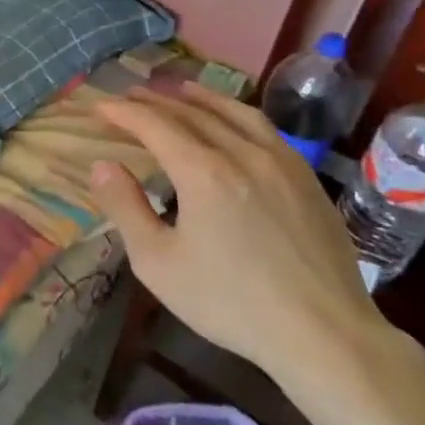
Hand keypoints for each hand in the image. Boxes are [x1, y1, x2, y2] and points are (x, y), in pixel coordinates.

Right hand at [89, 82, 390, 389]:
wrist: (325, 335)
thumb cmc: (230, 302)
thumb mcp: (157, 263)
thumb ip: (125, 208)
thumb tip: (103, 165)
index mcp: (203, 172)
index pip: (154, 125)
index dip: (123, 112)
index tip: (99, 106)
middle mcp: (242, 154)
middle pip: (191, 113)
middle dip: (155, 101)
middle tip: (130, 95)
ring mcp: (282, 163)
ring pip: (234, 113)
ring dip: (200, 98)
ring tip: (180, 90)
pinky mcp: (307, 180)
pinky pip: (265, 129)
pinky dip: (237, 114)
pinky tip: (234, 122)